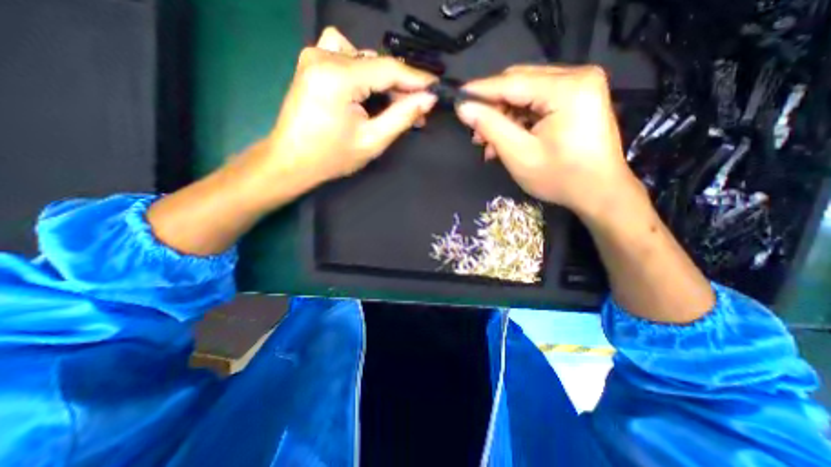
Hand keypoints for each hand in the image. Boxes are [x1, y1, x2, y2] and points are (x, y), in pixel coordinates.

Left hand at [258, 28, 436, 190]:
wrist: (292, 161)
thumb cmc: (332, 157)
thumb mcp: (373, 141)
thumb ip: (402, 116)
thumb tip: (428, 99)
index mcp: (338, 78)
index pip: (389, 69)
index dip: (417, 79)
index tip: (436, 89)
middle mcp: (324, 56)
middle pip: (377, 63)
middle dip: (400, 87)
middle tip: (417, 110)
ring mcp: (314, 56)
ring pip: (364, 57)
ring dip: (383, 79)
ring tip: (392, 105)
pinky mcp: (311, 62)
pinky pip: (345, 53)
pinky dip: (362, 68)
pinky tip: (364, 88)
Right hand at [453, 64, 641, 214]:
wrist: (598, 192)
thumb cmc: (560, 177)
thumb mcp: (518, 154)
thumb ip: (490, 126)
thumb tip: (464, 108)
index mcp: (567, 88)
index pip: (512, 82)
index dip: (480, 91)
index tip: (457, 99)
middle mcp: (577, 77)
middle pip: (519, 84)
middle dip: (493, 109)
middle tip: (476, 134)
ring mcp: (579, 87)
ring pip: (525, 95)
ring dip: (504, 118)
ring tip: (489, 145)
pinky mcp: (577, 99)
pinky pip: (537, 103)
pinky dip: (518, 121)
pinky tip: (507, 141)